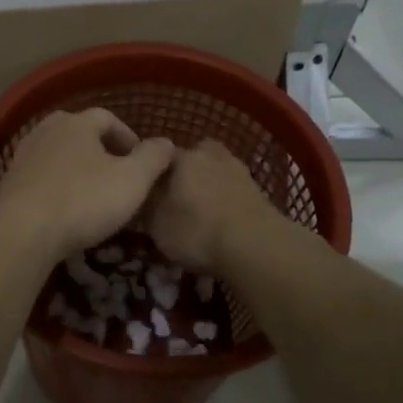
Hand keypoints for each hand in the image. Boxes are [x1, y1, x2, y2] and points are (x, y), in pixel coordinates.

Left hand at [0, 108, 175, 261]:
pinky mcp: (9, 181)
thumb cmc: (83, 200)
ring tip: (91, 191)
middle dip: (99, 148)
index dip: (127, 136)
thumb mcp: (132, 180)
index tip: (140, 160)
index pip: (107, 118)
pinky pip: (40, 175)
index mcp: (78, 123)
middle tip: (116, 173)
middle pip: (78, 131)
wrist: (20, 231)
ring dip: (76, 167)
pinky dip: (55, 185)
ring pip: (57, 153)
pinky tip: (63, 207)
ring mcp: (24, 154)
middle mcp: (47, 130)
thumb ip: (152, 158)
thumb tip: (166, 142)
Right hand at [147, 138, 278, 273]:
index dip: (151, 174)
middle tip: (177, 198)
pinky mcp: (259, 191)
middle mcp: (211, 155)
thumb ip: (146, 207)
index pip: (159, 156)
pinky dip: (227, 202)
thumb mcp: (157, 225)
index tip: (147, 192)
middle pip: (193, 158)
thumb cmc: (196, 231)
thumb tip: (144, 198)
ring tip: (201, 215)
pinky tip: (222, 223)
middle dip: (185, 174)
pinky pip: (234, 191)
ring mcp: (239, 171)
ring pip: (216, 172)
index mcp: (183, 157)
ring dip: (209, 187)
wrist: (255, 246)